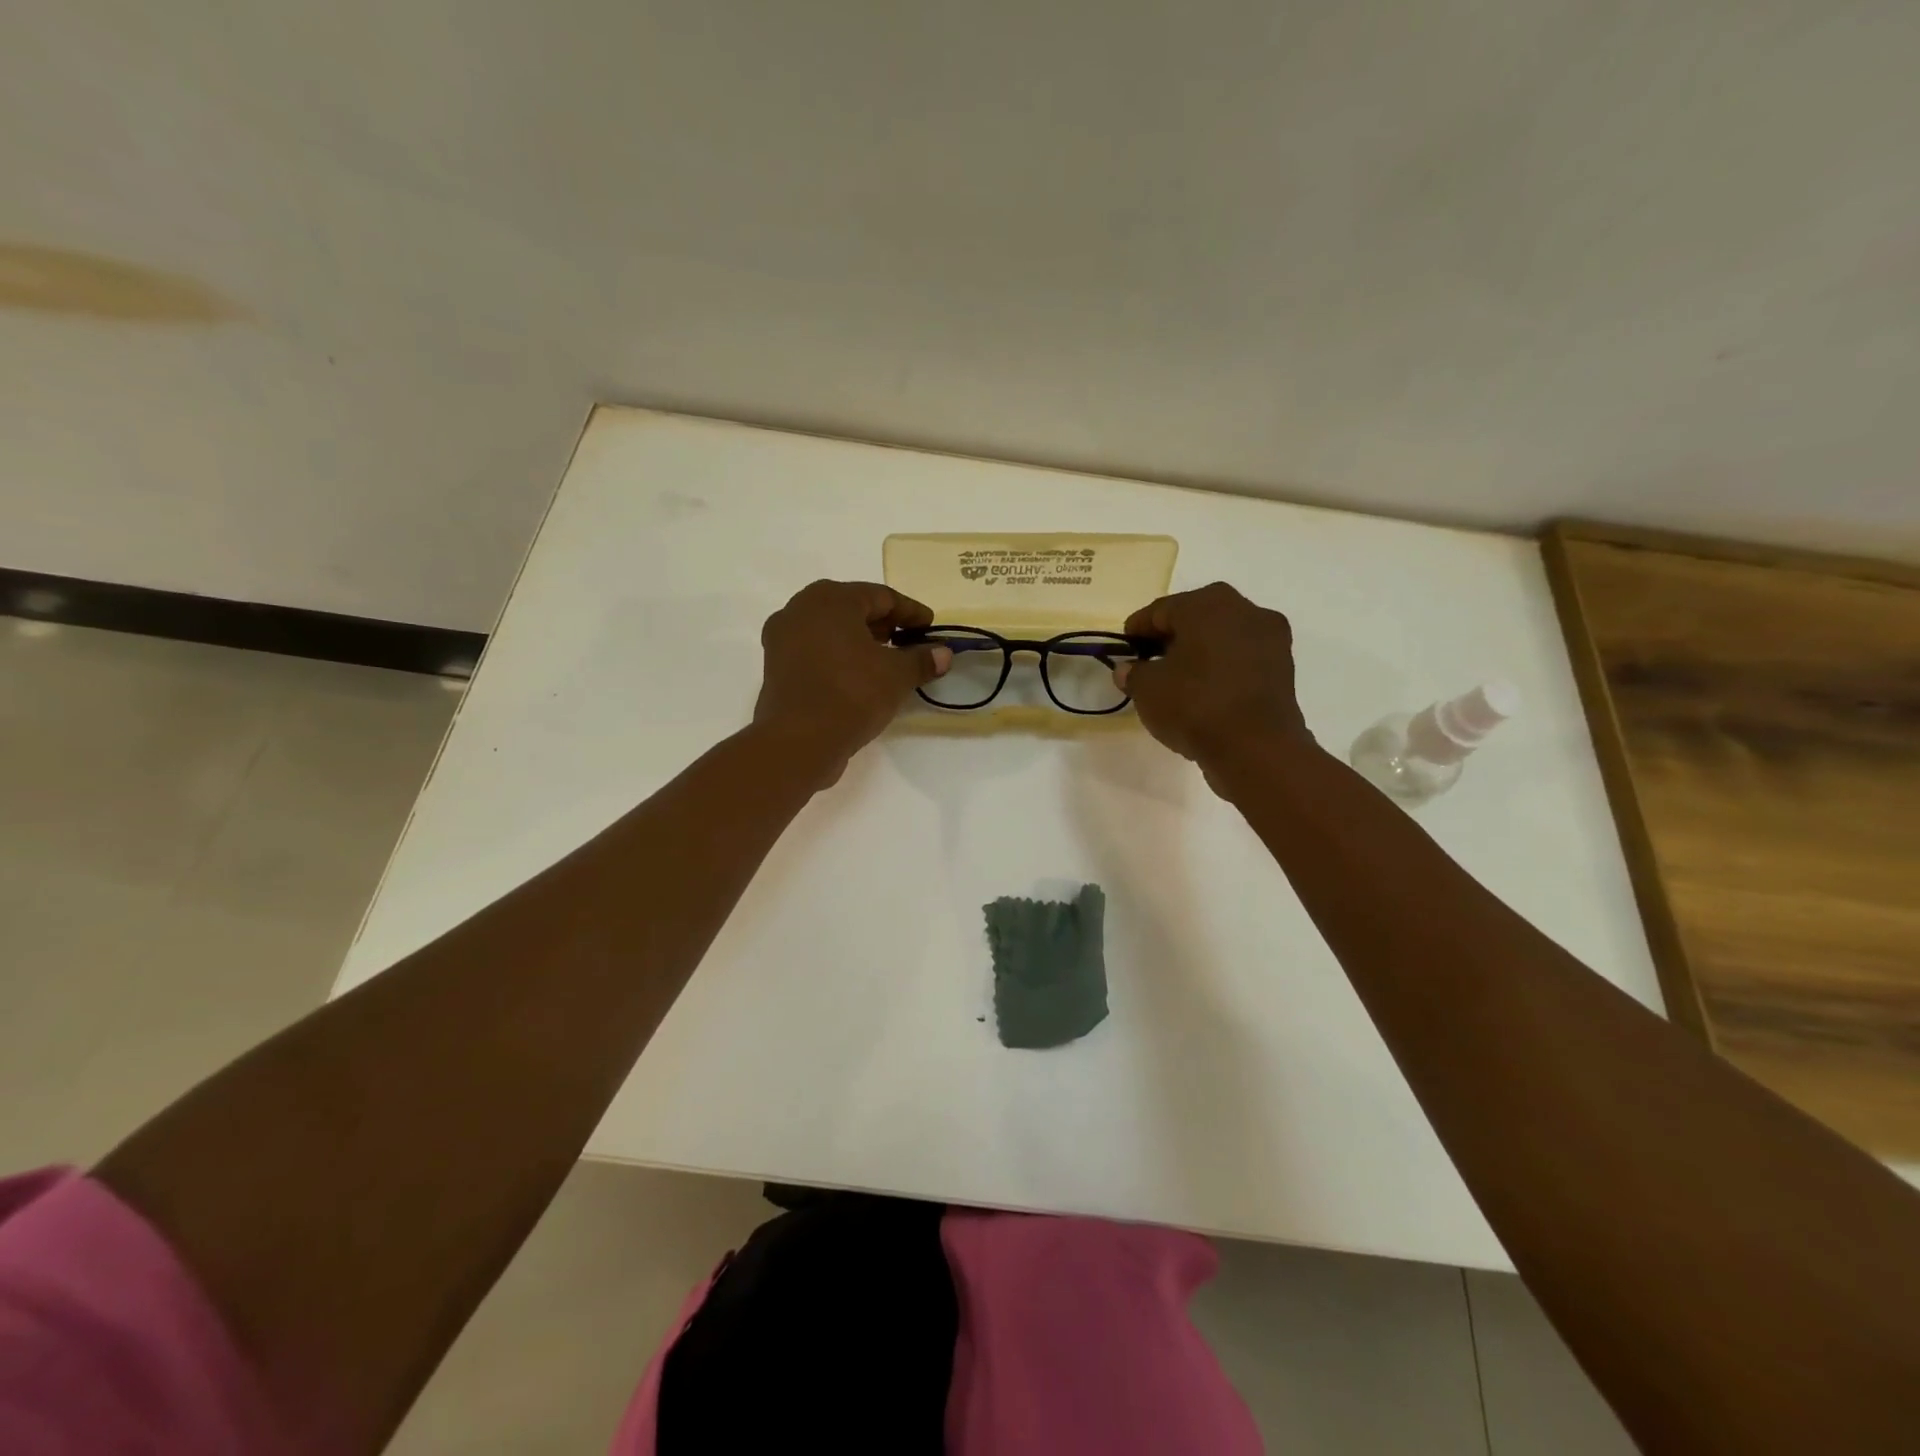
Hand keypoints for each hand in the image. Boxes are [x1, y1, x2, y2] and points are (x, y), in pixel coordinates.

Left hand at [753, 580, 951, 783]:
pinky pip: (815, 650)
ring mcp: (782, 637)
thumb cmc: (852, 694)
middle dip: (883, 624)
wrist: (799, 741)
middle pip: (852, 608)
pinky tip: (858, 676)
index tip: (930, 627)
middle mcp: (801, 609)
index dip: (910, 612)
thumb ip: (922, 659)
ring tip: (886, 660)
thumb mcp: (897, 676)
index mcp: (831, 599)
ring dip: (860, 640)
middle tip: (909, 641)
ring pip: (831, 630)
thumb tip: (944, 653)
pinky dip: (838, 656)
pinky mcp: (776, 666)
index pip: (881, 596)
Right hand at [1116, 582, 1310, 769]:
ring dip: (1199, 653)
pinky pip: (1241, 660)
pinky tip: (1204, 691)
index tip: (1124, 650)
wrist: (1255, 748)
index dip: (1137, 630)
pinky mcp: (1283, 668)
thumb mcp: (1147, 689)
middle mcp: (1244, 610)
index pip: (1161, 611)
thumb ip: (1133, 673)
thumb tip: (1129, 669)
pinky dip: (1221, 669)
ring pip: (1222, 638)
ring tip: (1176, 680)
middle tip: (1149, 662)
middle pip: (1196, 618)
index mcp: (1208, 604)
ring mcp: (1270, 638)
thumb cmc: (1194, 705)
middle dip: (1171, 638)